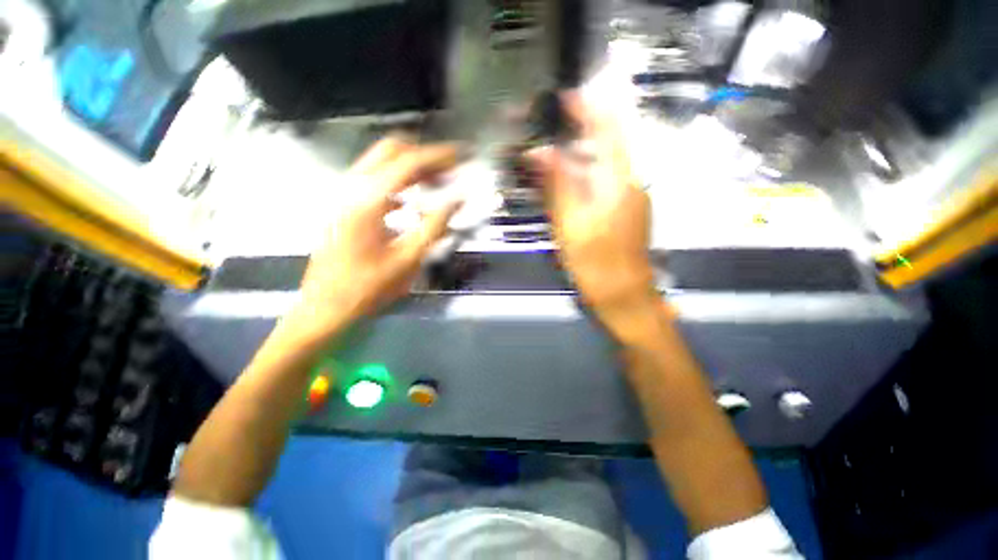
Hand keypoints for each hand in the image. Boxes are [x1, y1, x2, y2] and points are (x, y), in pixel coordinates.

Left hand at [285, 136, 462, 340]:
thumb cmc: (368, 287)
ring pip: (381, 163)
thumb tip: (458, 201)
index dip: (440, 156)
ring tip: (437, 182)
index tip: (462, 155)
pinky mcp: (344, 206)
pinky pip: (374, 180)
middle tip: (450, 171)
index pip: (409, 162)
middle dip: (424, 155)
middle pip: (391, 151)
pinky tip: (412, 200)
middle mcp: (352, 188)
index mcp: (368, 200)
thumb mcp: (408, 259)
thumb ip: (435, 226)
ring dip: (411, 167)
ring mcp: (344, 195)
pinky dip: (398, 181)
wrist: (326, 307)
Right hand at [528, 93, 656, 321]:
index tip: (566, 97)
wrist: (624, 295)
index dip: (588, 110)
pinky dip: (588, 173)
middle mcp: (633, 182)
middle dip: (585, 128)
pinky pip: (607, 181)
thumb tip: (540, 151)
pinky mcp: (627, 210)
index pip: (608, 131)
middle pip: (611, 144)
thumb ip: (558, 185)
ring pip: (608, 164)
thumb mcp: (570, 224)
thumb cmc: (596, 262)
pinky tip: (570, 179)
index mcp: (620, 181)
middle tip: (556, 123)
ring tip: (557, 149)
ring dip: (584, 152)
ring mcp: (633, 197)